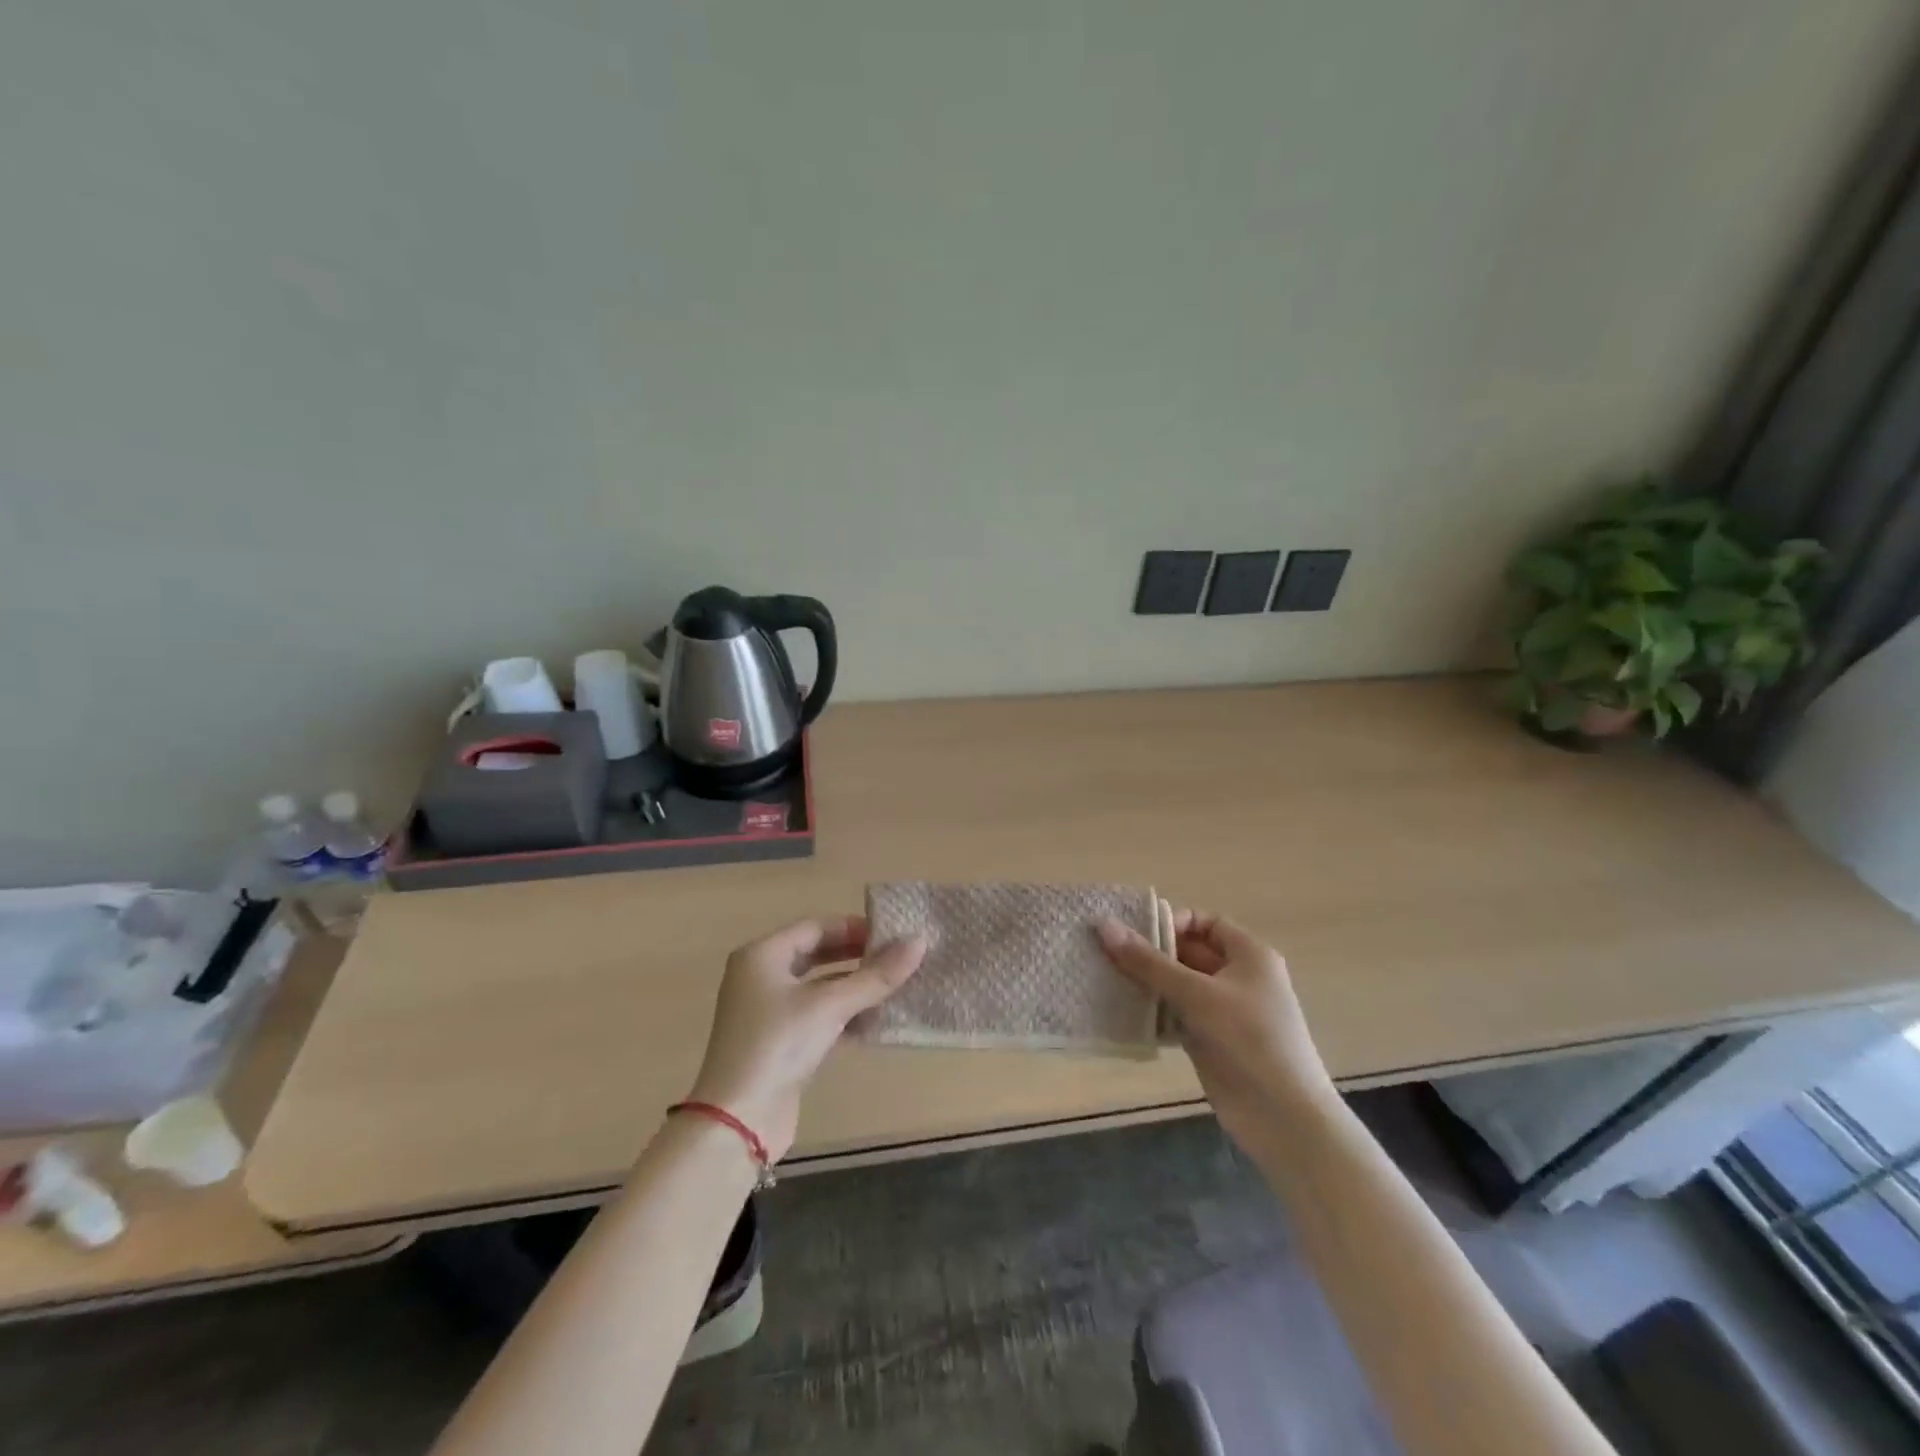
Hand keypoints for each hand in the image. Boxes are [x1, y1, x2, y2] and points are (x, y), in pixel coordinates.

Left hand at [687, 917, 925, 1160]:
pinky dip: (846, 1017)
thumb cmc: (778, 1044)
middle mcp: (762, 978)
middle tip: (898, 958)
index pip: (815, 927)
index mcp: (762, 956)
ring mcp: (770, 1013)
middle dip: (858, 957)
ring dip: (856, 988)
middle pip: (817, 955)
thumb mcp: (830, 1005)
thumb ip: (876, 976)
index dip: (854, 928)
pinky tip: (879, 1021)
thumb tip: (919, 942)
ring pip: (821, 989)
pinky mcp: (781, 1044)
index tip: (893, 934)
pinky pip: (820, 1018)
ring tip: (897, 987)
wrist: (738, 1122)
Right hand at [1097, 909, 1336, 1149]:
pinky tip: (1121, 1012)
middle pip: (1188, 953)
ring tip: (1105, 978)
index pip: (1205, 922)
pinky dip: (1152, 1012)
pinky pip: (1176, 1014)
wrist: (1283, 1119)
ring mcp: (1224, 1012)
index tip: (1134, 933)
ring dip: (1147, 983)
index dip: (1171, 922)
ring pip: (1178, 985)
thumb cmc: (1248, 1040)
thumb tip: (1104, 925)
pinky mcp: (1210, 1041)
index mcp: (1249, 955)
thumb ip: (1148, 961)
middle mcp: (1238, 978)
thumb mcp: (1196, 994)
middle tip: (1106, 953)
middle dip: (1151, 953)